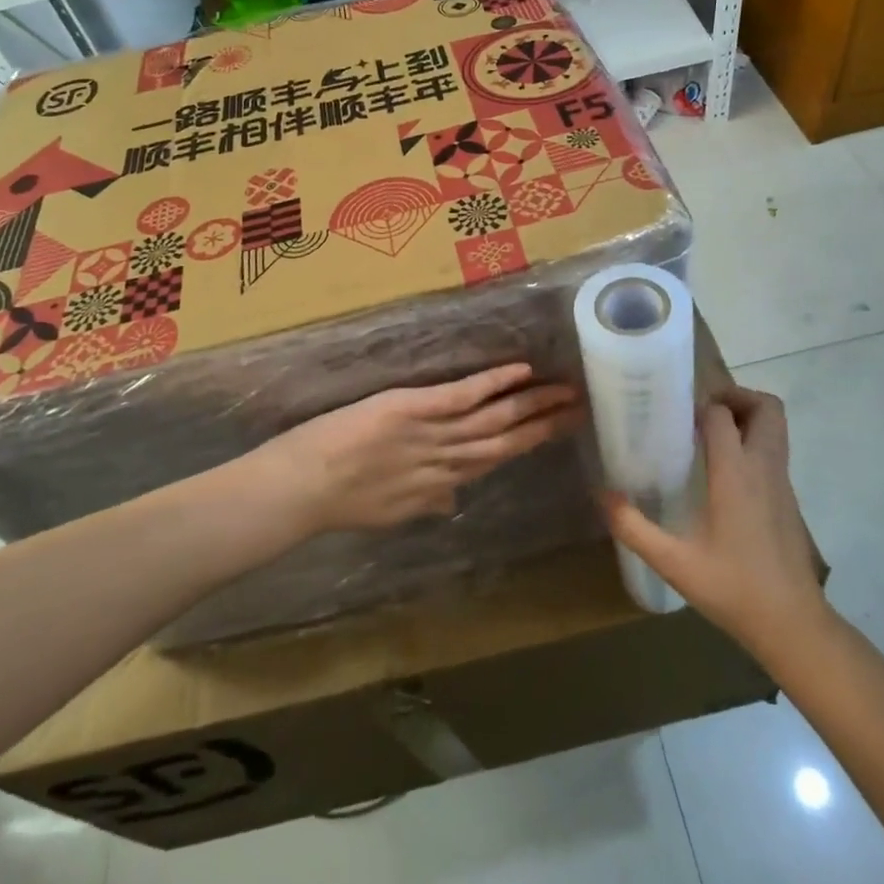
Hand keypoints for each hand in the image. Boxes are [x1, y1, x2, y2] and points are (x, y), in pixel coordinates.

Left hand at [278, 365, 581, 532]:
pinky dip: (494, 383)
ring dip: (532, 403)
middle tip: (581, 408)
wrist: (302, 490)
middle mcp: (446, 462)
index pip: (492, 461)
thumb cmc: (337, 500)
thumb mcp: (388, 512)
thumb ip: (423, 502)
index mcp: (439, 485)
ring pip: (493, 419)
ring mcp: (432, 434)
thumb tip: (449, 501)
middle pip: (506, 441)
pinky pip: (463, 396)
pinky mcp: (414, 409)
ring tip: (565, 389)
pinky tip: (522, 371)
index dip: (527, 444)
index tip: (555, 431)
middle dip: (545, 425)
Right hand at [604, 388, 826, 654]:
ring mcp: (782, 482)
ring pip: (776, 426)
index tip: (671, 415)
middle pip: (766, 407)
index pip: (722, 414)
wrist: (793, 625)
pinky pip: (774, 450)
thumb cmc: (733, 588)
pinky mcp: (789, 499)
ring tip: (708, 437)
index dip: (698, 406)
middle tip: (699, 414)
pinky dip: (753, 442)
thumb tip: (601, 495)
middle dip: (735, 397)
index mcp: (737, 473)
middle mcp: (764, 467)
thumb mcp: (673, 562)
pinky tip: (722, 473)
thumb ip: (633, 527)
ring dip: (746, 417)